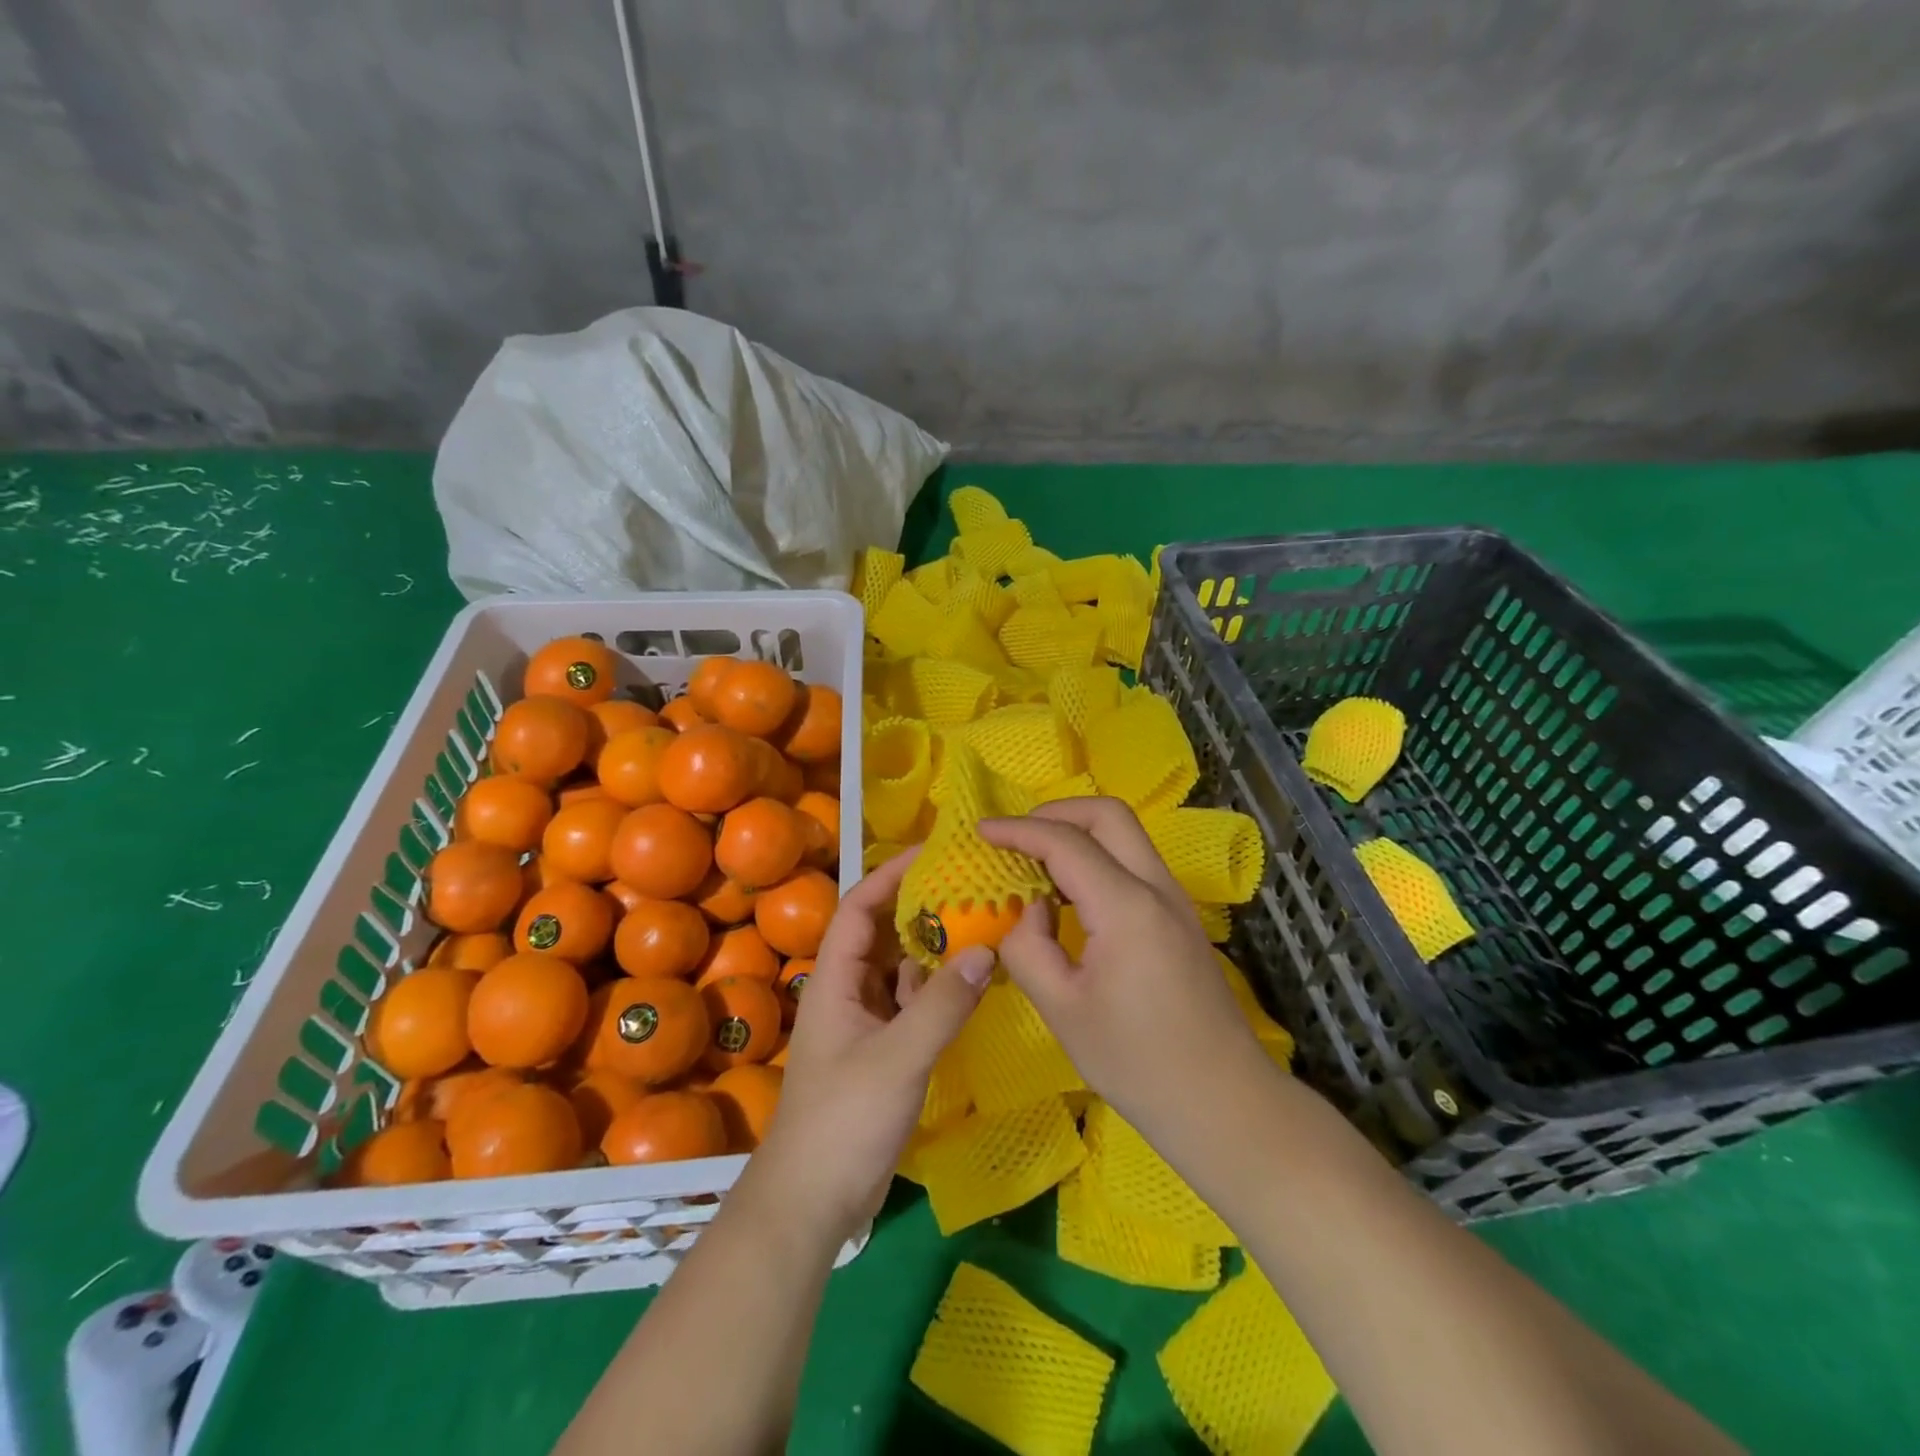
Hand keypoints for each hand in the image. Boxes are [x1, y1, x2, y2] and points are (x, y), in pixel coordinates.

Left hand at [746, 848, 992, 1245]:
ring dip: (934, 949)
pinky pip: (912, 1004)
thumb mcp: (898, 1058)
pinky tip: (972, 983)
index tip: (932, 854)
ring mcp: (865, 1023)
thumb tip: (986, 949)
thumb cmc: (844, 1121)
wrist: (812, 1203)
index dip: (890, 875)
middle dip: (921, 908)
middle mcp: (847, 992)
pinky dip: (938, 989)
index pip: (858, 908)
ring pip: (900, 969)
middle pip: (883, 933)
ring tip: (981, 925)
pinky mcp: (882, 1050)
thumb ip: (942, 1005)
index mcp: (835, 980)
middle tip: (970, 886)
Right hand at [978, 798, 1268, 1140]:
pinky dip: (1097, 860)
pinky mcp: (1179, 919)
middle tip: (1015, 837)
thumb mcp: (1062, 1009)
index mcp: (1126, 907)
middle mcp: (1156, 888)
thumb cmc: (1137, 1062)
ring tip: (1035, 865)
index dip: (1019, 830)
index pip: (1066, 843)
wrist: (1222, 1102)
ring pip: (1126, 836)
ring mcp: (1174, 901)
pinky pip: (1133, 865)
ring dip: (1078, 834)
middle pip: (1108, 815)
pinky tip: (1069, 897)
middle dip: (1056, 812)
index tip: (981, 830)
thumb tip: (1029, 913)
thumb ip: (1029, 949)